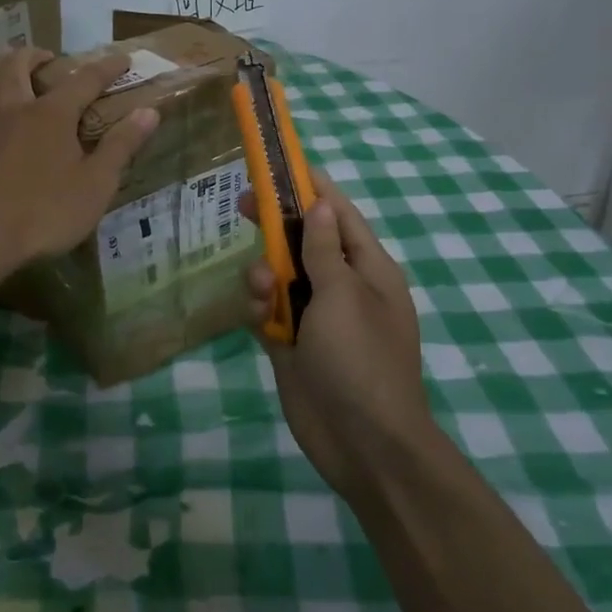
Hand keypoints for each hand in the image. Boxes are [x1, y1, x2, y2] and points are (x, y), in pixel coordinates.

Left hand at [0, 48, 158, 283]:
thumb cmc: (42, 213)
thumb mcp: (94, 185)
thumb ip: (121, 146)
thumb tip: (149, 111)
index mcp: (52, 115)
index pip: (85, 80)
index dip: (106, 67)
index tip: (122, 59)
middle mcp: (13, 109)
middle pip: (19, 66)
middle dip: (37, 55)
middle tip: (48, 56)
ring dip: (2, 67)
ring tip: (10, 70)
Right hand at [241, 171, 434, 503]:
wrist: (364, 446)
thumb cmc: (361, 360)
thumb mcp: (344, 295)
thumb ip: (324, 249)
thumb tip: (321, 204)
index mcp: (368, 269)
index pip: (339, 213)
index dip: (311, 187)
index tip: (280, 165)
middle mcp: (343, 287)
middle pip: (303, 241)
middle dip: (276, 225)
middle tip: (243, 205)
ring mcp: (317, 317)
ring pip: (280, 276)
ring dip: (265, 276)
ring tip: (263, 292)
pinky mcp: (292, 345)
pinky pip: (268, 312)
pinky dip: (260, 310)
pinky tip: (260, 320)